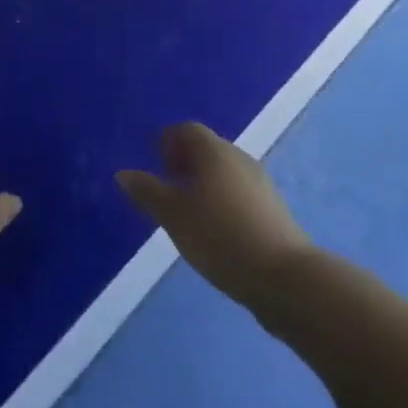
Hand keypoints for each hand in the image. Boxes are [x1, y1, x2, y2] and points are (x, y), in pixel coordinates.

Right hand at [116, 122, 312, 308]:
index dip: (168, 142)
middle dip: (185, 162)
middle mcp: (239, 158)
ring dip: (204, 183)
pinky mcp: (273, 210)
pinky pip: (239, 192)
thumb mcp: (174, 216)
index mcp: (213, 151)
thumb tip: (123, 173)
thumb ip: (148, 192)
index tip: (156, 165)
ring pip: (224, 172)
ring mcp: (261, 183)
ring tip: (189, 213)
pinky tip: (216, 231)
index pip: (187, 130)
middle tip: (167, 189)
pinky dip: (222, 200)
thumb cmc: (220, 236)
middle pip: (207, 148)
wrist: (285, 278)